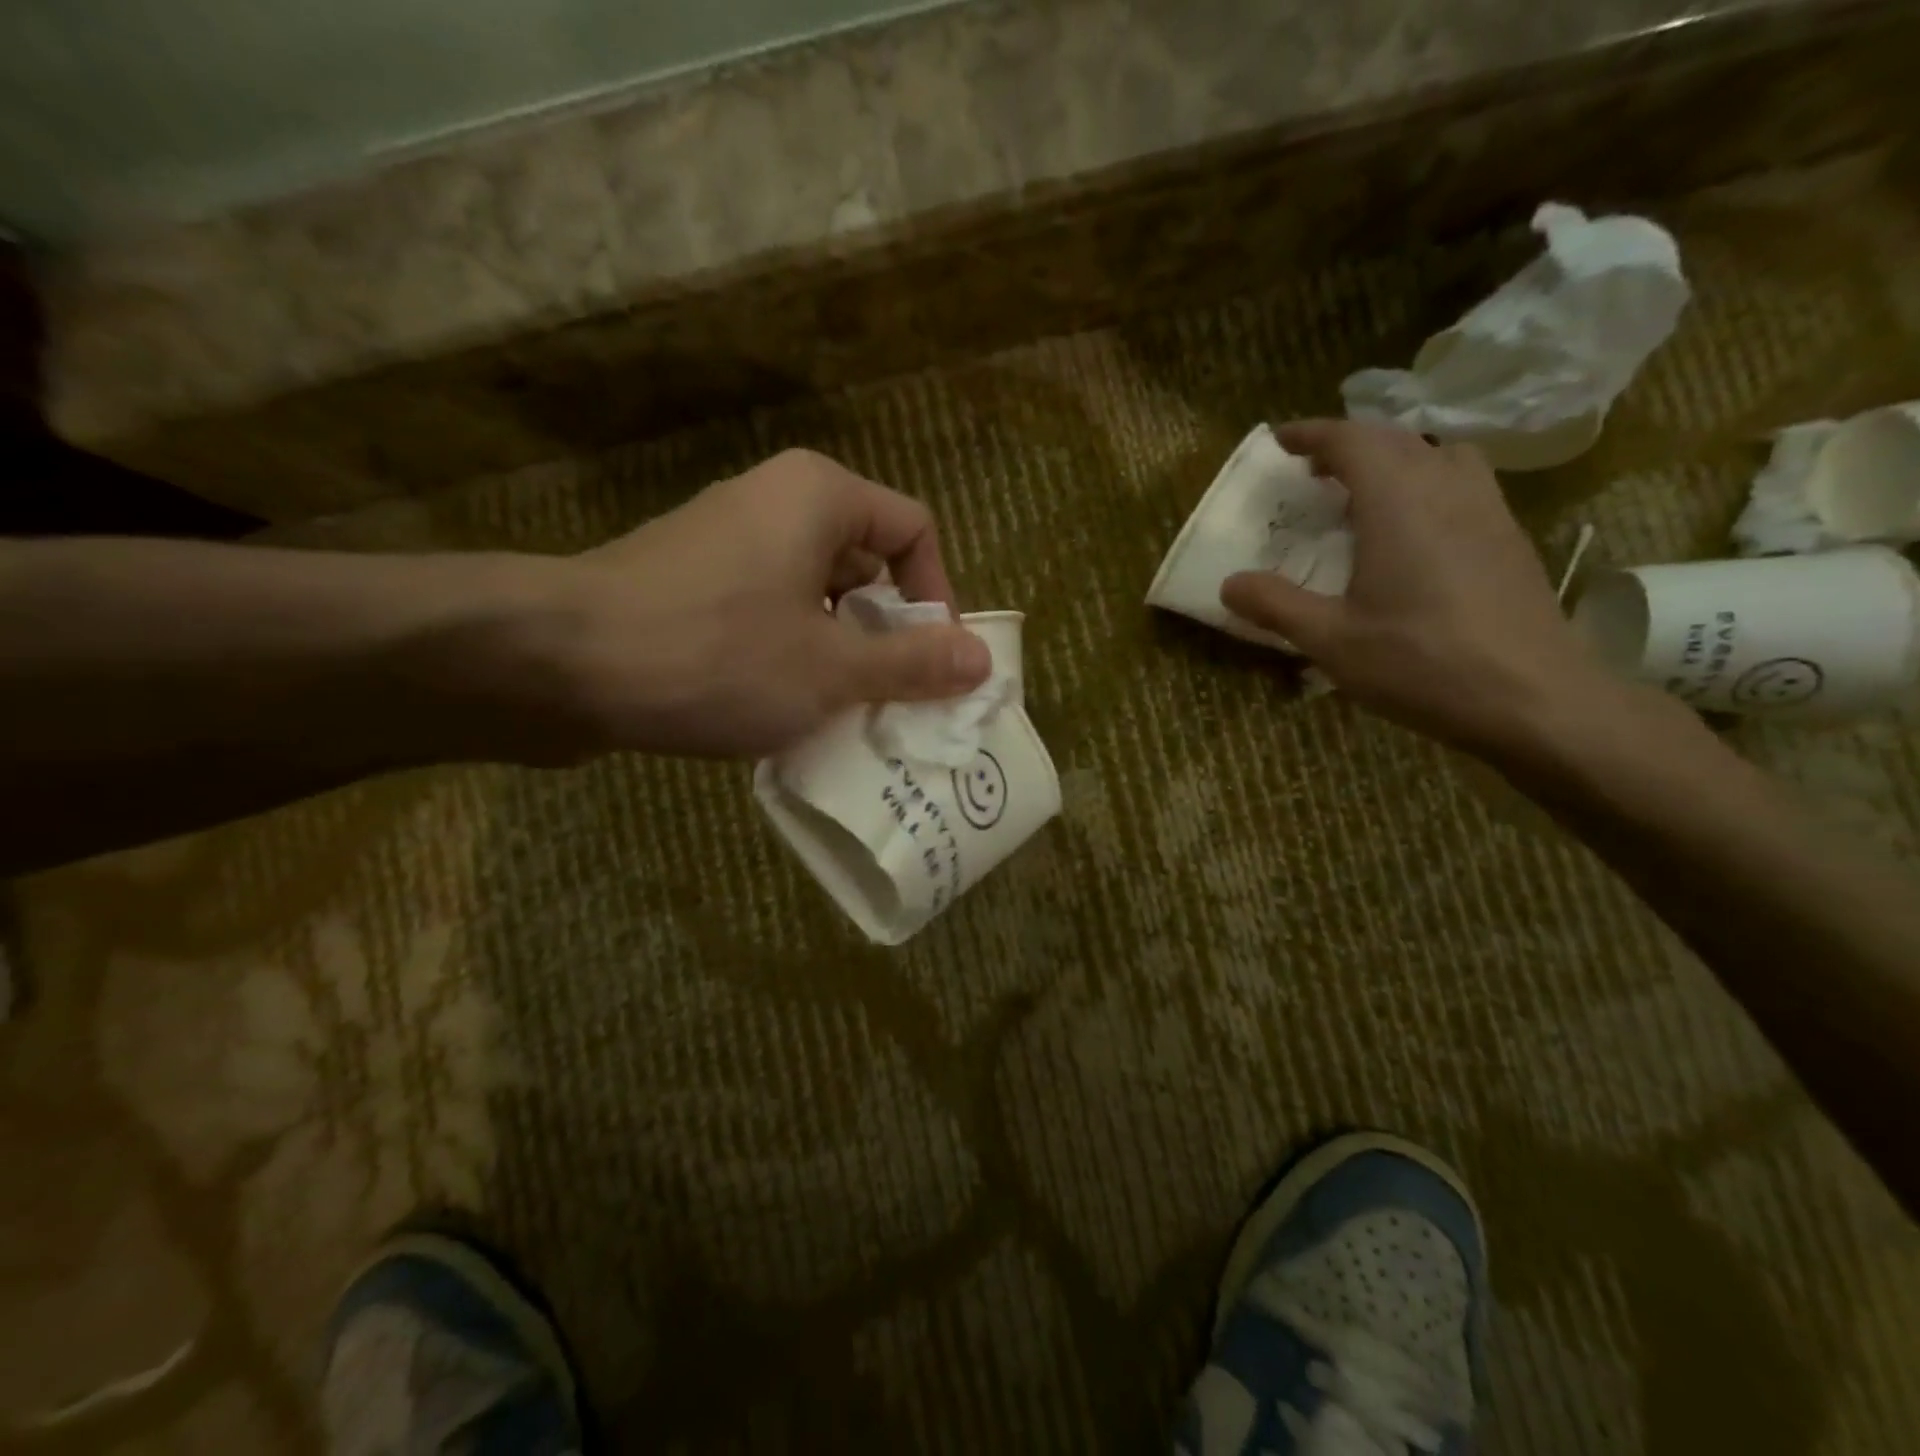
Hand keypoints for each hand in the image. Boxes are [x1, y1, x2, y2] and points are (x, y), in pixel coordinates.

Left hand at [521, 449, 991, 759]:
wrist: (555, 666)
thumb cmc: (713, 656)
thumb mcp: (830, 670)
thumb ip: (911, 664)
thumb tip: (983, 659)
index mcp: (820, 497)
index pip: (915, 532)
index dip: (937, 598)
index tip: (932, 665)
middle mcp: (775, 503)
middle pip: (866, 565)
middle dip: (887, 637)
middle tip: (891, 702)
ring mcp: (727, 543)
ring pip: (816, 597)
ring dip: (839, 657)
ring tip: (842, 718)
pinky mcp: (691, 584)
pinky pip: (769, 614)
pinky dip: (791, 658)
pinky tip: (783, 713)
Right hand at [1219, 419, 1627, 758]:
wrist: (1533, 699)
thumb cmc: (1421, 662)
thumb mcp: (1330, 640)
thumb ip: (1275, 605)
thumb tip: (1229, 583)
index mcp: (1397, 501)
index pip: (1352, 440)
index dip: (1312, 434)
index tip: (1279, 440)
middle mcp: (1446, 488)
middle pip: (1395, 439)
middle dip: (1348, 444)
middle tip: (1311, 470)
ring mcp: (1488, 509)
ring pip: (1438, 455)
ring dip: (1395, 459)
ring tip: (1364, 494)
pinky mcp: (1511, 538)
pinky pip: (1463, 484)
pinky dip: (1427, 484)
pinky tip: (1413, 532)